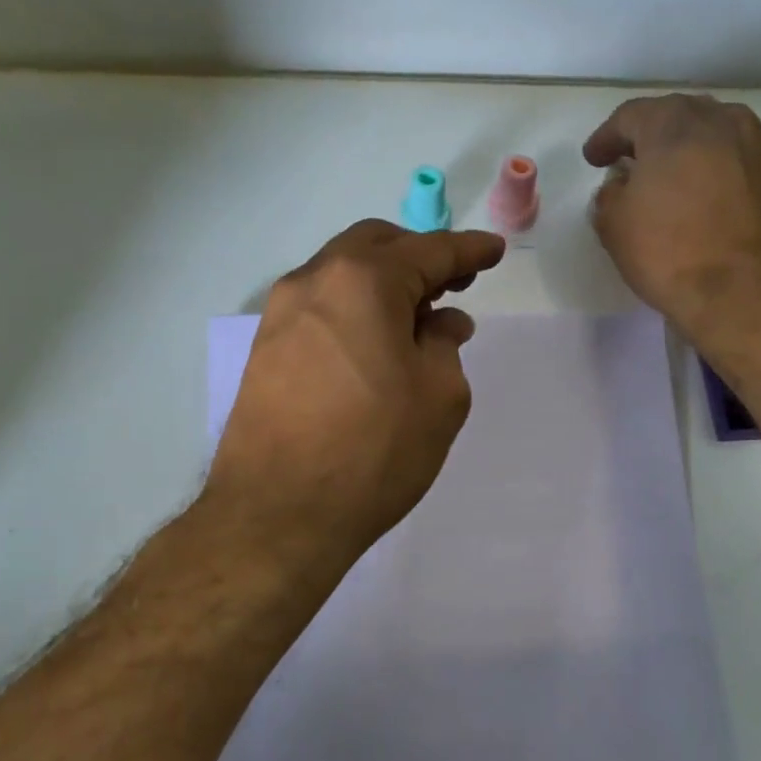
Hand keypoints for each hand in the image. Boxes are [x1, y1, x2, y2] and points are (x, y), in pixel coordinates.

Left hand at [204, 219, 505, 574]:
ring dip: (384, 283)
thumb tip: (441, 322)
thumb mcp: (439, 396)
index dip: (468, 250)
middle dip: (420, 256)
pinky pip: (321, 308)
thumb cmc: (374, 450)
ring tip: (417, 319)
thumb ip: (445, 345)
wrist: (278, 514)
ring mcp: (281, 314)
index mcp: (363, 281)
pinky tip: (375, 344)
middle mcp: (314, 281)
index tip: (494, 250)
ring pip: (343, 275)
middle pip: (376, 247)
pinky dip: (355, 309)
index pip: (429, 251)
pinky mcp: (265, 349)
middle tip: (455, 284)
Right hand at [584, 94, 760, 336]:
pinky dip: (720, 170)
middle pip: (678, 115)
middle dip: (651, 135)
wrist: (753, 293)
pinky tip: (711, 197)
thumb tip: (622, 186)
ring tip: (676, 176)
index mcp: (674, 125)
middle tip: (633, 161)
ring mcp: (760, 146)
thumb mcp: (615, 227)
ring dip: (691, 148)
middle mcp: (722, 122)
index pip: (631, 116)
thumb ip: (610, 195)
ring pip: (716, 133)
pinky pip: (741, 160)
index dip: (607, 137)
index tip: (595, 159)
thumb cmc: (672, 255)